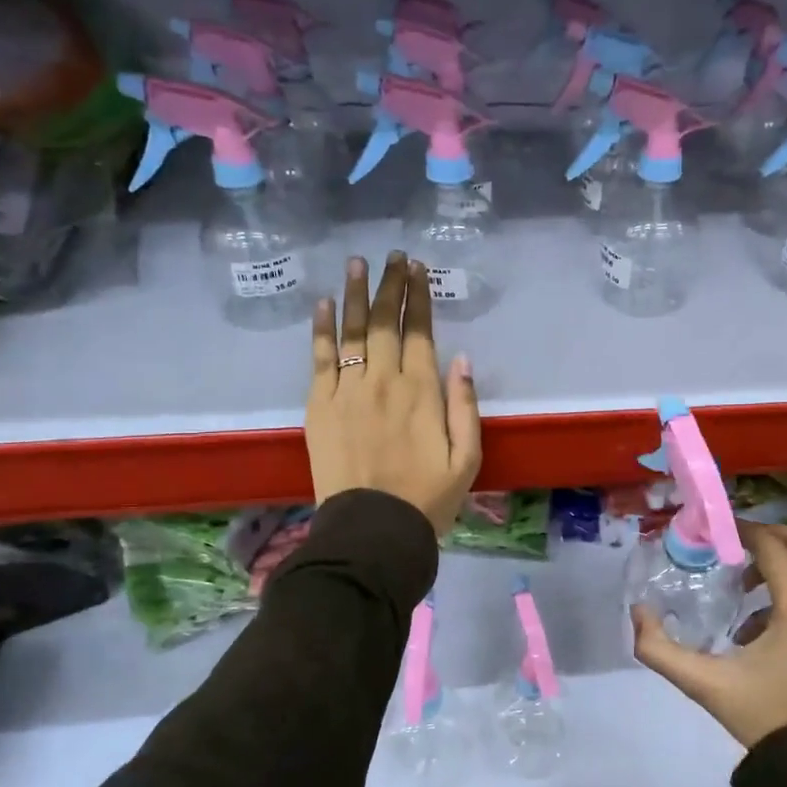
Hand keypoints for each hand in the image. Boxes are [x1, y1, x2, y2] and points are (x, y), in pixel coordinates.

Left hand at [306, 253, 481, 535]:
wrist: (372, 530)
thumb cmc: (427, 498)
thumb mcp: (467, 458)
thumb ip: (465, 406)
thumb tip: (461, 359)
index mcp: (422, 392)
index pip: (420, 331)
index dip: (419, 297)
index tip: (419, 269)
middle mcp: (383, 381)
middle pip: (385, 321)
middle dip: (390, 285)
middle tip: (393, 256)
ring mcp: (346, 390)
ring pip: (352, 331)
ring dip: (355, 294)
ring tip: (358, 263)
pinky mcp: (319, 405)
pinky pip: (319, 357)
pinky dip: (321, 328)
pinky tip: (324, 304)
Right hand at [631, 522, 786, 749]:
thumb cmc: (763, 716)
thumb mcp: (704, 684)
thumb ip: (660, 649)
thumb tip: (638, 612)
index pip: (771, 546)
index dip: (741, 531)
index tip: (713, 532)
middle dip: (762, 536)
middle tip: (728, 547)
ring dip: (775, 564)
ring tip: (740, 590)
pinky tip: (759, 626)